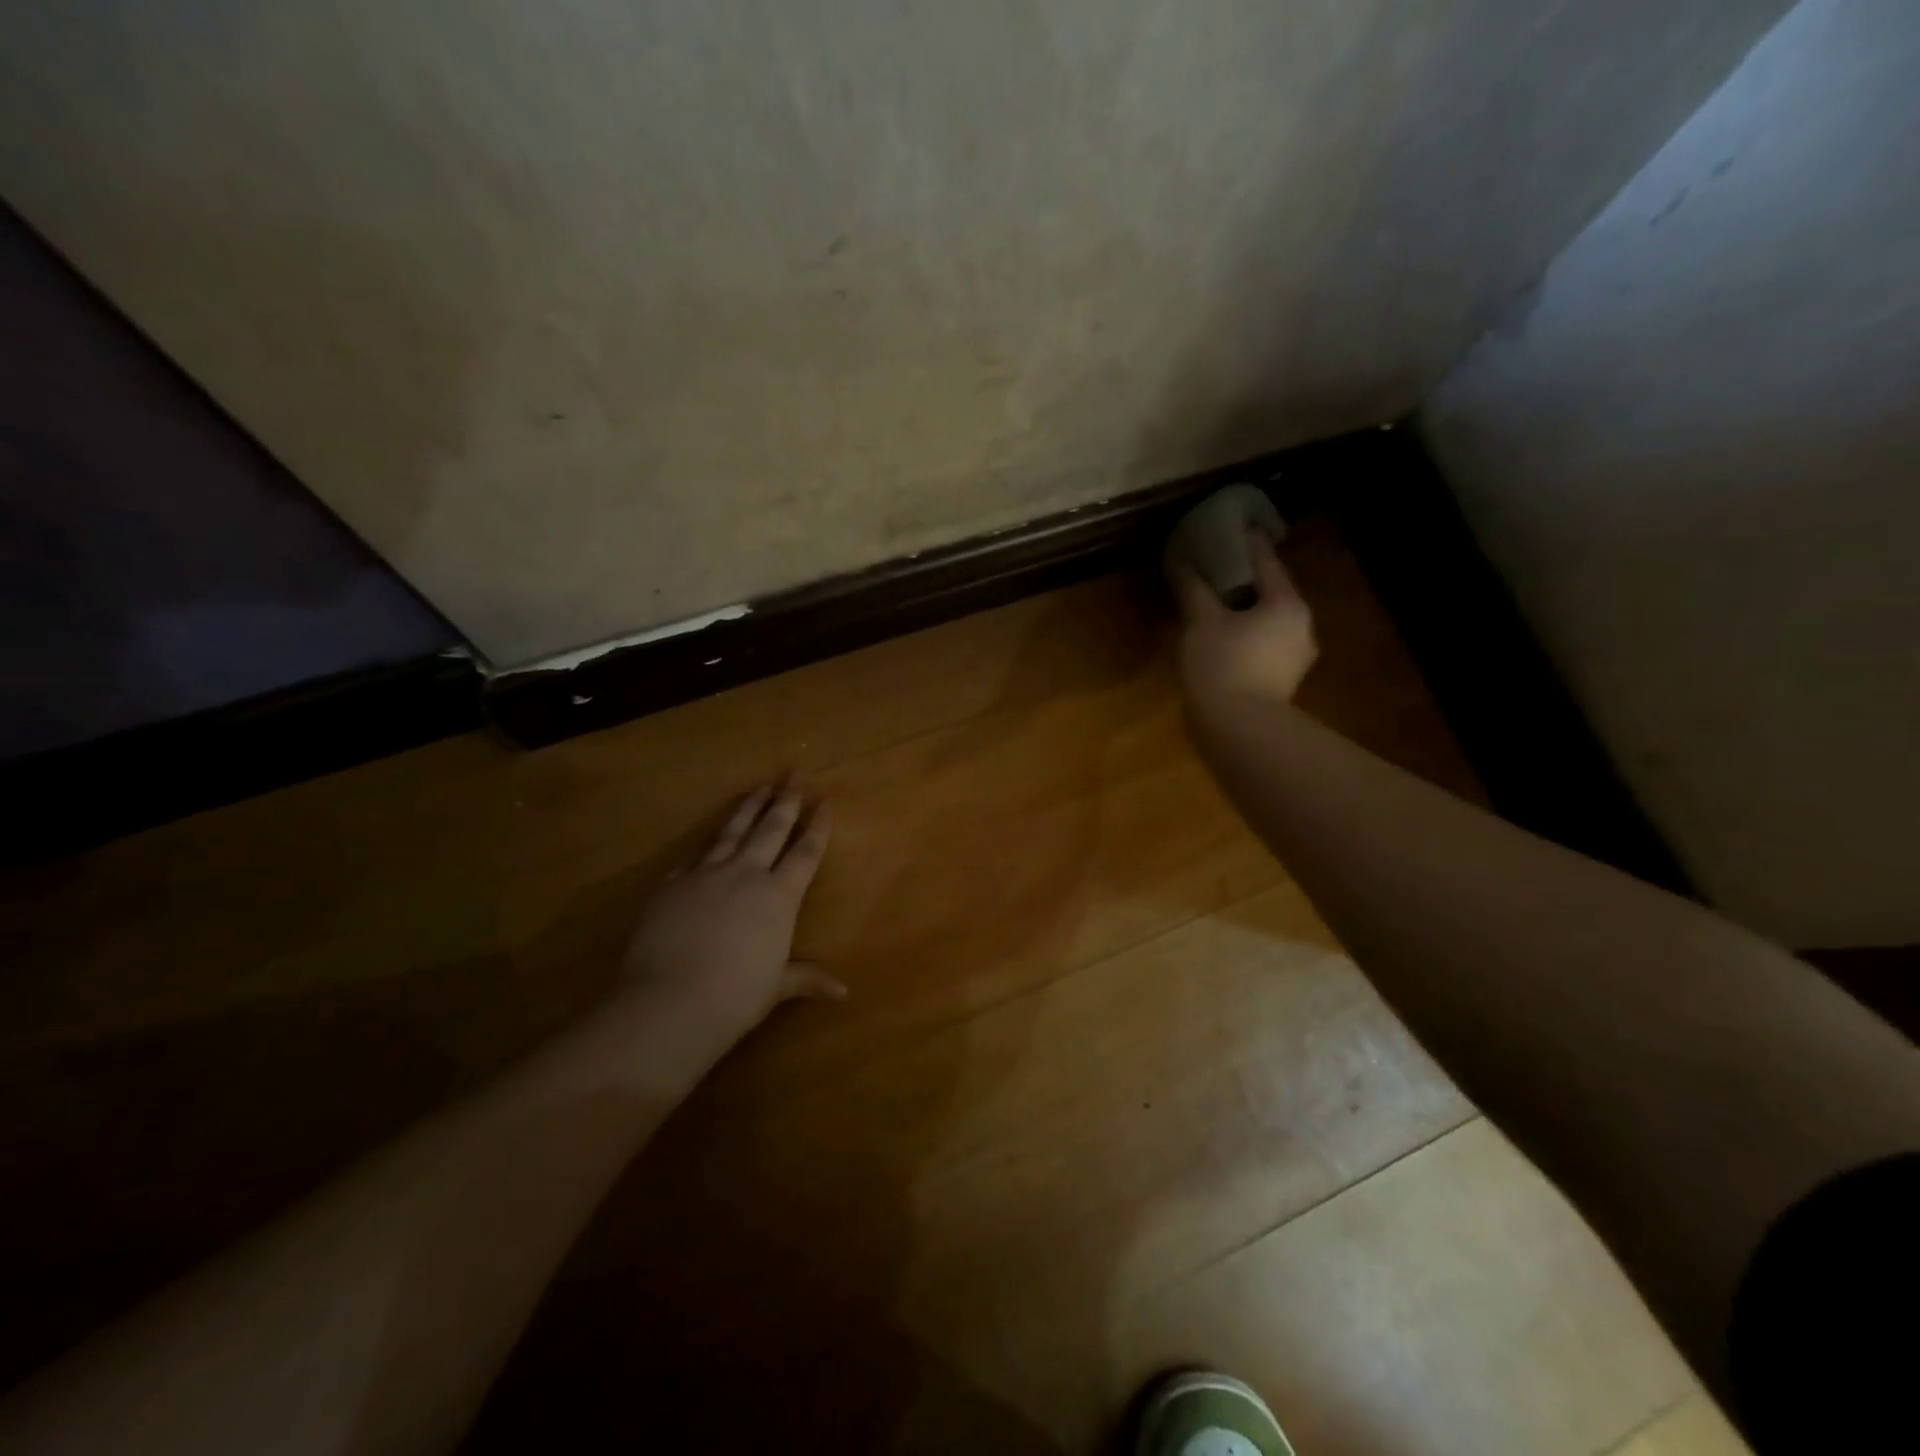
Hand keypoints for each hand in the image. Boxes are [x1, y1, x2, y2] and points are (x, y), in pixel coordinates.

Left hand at [619, 782, 843, 1038]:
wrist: (669, 1001)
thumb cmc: (735, 997)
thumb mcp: (776, 987)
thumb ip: (806, 978)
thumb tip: (843, 992)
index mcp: (779, 896)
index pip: (805, 852)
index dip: (818, 825)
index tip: (825, 800)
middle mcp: (746, 874)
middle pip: (771, 828)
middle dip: (785, 799)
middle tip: (793, 773)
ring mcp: (706, 874)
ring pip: (732, 830)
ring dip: (748, 807)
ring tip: (758, 787)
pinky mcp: (673, 883)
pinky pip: (695, 856)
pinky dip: (707, 843)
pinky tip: (710, 837)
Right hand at [1170, 529, 1317, 710]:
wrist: (1240, 729)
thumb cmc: (1223, 665)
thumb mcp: (1201, 622)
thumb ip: (1194, 589)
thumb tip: (1183, 561)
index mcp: (1287, 603)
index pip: (1267, 561)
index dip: (1247, 542)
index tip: (1235, 525)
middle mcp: (1301, 625)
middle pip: (1271, 591)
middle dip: (1246, 579)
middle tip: (1218, 566)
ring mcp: (1296, 656)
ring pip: (1269, 620)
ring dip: (1246, 609)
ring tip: (1217, 603)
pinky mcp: (1284, 680)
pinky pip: (1265, 644)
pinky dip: (1247, 634)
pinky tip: (1225, 638)